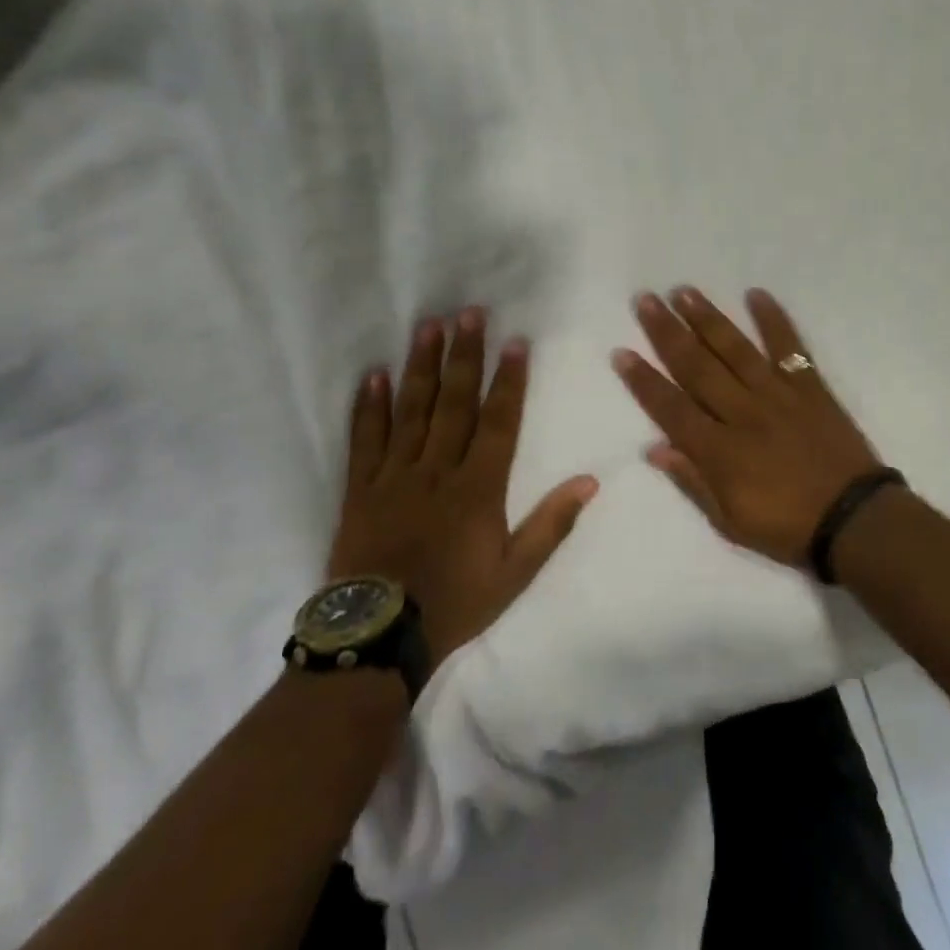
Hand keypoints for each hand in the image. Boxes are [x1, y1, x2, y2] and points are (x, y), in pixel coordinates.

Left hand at [328, 309, 597, 663]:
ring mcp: (395, 476)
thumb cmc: (455, 602)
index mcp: (478, 488)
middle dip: (465, 355)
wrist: (377, 637)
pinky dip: (369, 406)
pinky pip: (365, 440)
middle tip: (469, 312)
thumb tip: (590, 480)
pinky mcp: (360, 489)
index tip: (515, 342)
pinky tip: (374, 375)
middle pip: (454, 402)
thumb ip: (552, 524)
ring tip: (429, 326)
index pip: (498, 421)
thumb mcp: (515, 573)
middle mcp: (437, 470)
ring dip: (422, 366)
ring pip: (411, 410)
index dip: (508, 380)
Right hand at [612, 287, 880, 570]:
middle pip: (698, 367)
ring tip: (684, 292)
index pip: (672, 408)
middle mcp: (743, 413)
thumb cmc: (788, 527)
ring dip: (708, 319)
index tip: (622, 352)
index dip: (644, 381)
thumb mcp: (731, 521)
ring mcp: (778, 395)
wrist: (854, 519)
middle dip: (668, 333)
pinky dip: (774, 320)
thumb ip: (693, 482)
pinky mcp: (810, 387)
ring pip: (735, 350)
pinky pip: (790, 347)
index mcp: (720, 451)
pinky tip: (757, 294)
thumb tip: (655, 449)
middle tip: (646, 301)